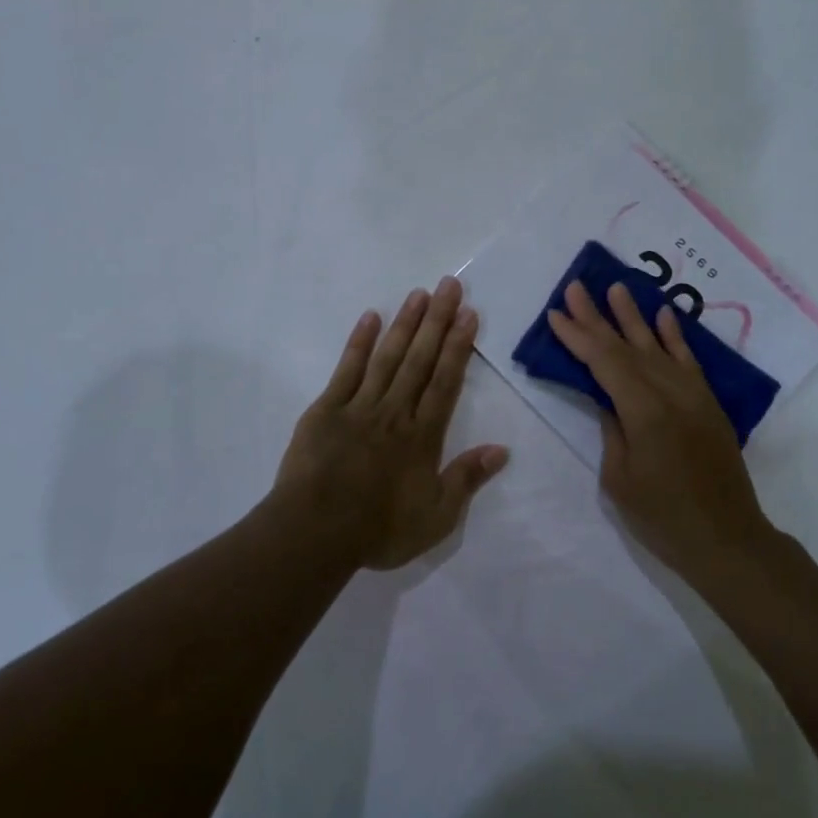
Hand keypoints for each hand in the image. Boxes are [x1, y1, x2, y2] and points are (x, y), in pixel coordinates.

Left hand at [275, 276, 509, 569]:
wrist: (315, 532)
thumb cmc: (379, 528)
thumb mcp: (436, 517)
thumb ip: (467, 479)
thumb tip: (501, 450)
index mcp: (422, 436)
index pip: (446, 382)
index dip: (458, 346)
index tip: (469, 315)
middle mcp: (395, 411)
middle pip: (420, 359)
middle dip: (437, 321)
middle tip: (449, 286)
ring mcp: (359, 407)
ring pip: (388, 357)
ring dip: (405, 324)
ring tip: (419, 293)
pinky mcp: (327, 409)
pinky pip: (347, 370)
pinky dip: (359, 343)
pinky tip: (370, 318)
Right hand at [546, 280, 773, 577]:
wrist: (727, 540)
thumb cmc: (663, 517)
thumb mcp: (620, 478)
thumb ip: (613, 429)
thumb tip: (608, 399)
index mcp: (643, 411)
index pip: (604, 362)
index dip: (577, 336)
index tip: (555, 313)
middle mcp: (670, 393)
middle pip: (627, 346)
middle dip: (597, 317)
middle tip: (576, 286)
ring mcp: (693, 395)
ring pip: (657, 346)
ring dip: (634, 316)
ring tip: (616, 287)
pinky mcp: (708, 404)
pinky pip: (688, 361)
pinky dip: (675, 336)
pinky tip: (664, 315)